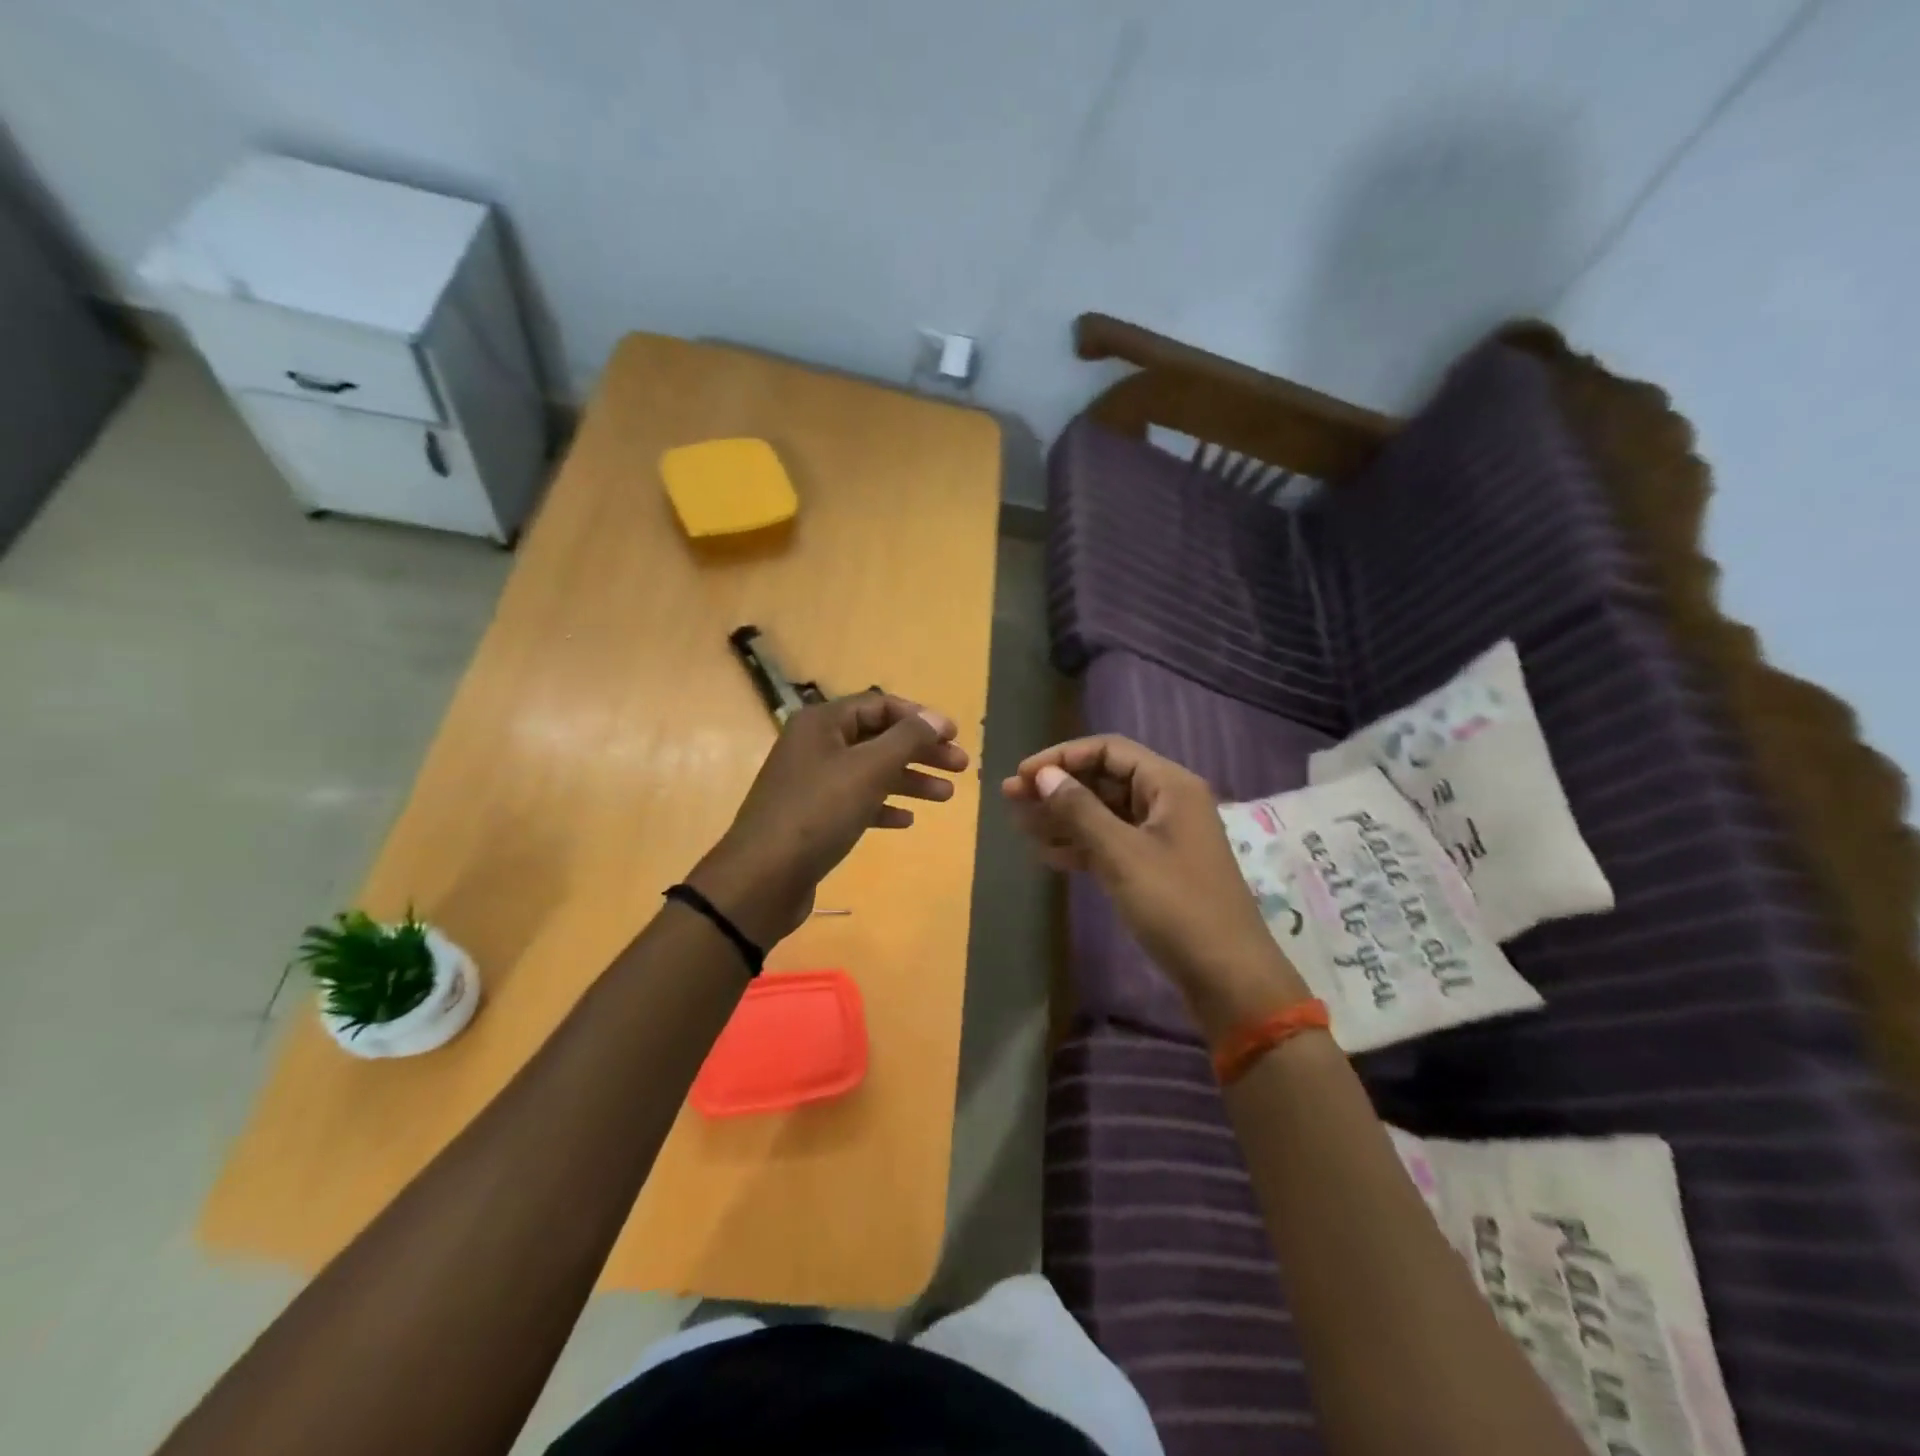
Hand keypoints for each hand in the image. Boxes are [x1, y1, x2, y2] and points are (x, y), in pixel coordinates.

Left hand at [690, 694, 969, 946]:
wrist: (762, 878)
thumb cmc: (818, 812)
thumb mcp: (868, 769)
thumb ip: (907, 739)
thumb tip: (936, 719)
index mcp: (822, 723)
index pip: (880, 705)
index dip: (920, 718)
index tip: (954, 736)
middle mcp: (815, 745)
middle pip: (878, 738)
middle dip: (921, 751)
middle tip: (960, 767)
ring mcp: (812, 782)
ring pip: (870, 771)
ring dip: (909, 780)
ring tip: (946, 796)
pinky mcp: (813, 816)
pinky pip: (856, 801)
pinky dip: (883, 805)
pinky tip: (907, 820)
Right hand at [1003, 735, 1307, 1037]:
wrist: (1227, 978)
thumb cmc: (1177, 906)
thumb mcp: (1122, 854)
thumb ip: (1079, 810)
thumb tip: (1043, 775)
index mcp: (1169, 785)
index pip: (1108, 750)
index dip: (1062, 757)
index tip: (1023, 775)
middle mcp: (1167, 802)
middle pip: (1104, 780)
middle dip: (1058, 787)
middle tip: (1010, 799)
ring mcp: (1161, 837)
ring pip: (1104, 813)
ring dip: (1063, 817)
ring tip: (1019, 825)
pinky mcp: (1154, 868)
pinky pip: (1111, 843)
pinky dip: (1080, 845)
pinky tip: (1046, 854)